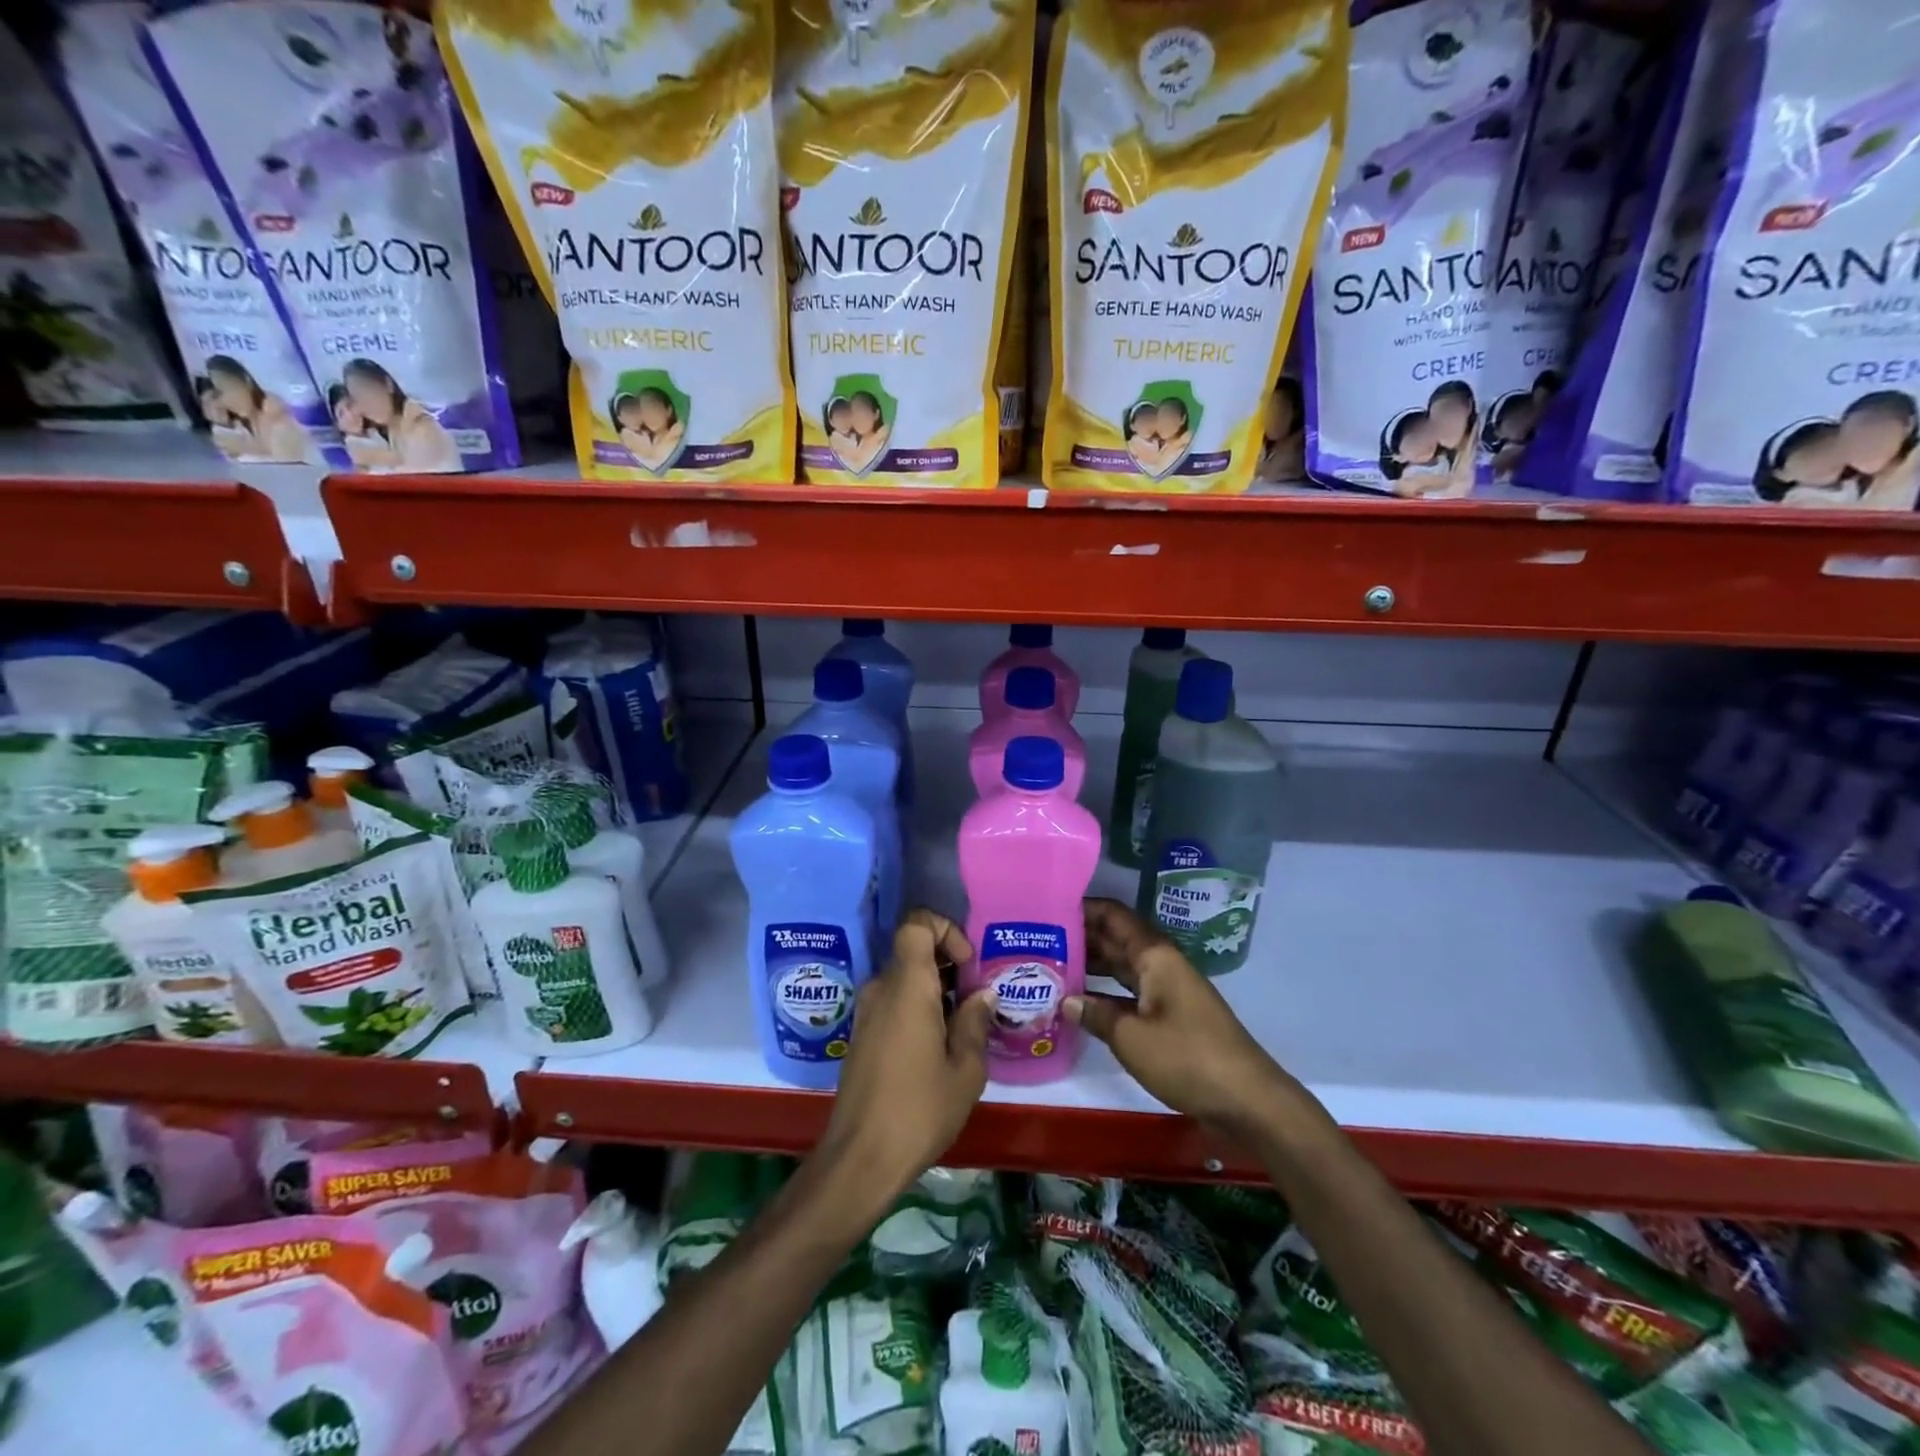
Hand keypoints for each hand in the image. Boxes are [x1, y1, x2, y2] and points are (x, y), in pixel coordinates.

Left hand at [814, 910, 996, 1202]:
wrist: (860, 1159)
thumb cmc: (919, 1110)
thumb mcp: (965, 1071)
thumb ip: (974, 1023)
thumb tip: (981, 995)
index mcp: (907, 986)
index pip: (916, 924)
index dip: (945, 929)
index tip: (968, 965)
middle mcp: (881, 989)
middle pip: (913, 952)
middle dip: (948, 966)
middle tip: (976, 1002)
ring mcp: (866, 1013)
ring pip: (904, 980)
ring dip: (934, 992)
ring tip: (963, 1030)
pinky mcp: (861, 1036)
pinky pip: (893, 1003)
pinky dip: (917, 1010)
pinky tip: (937, 1049)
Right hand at [1068, 898, 1310, 1136]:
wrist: (1247, 1100)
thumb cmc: (1187, 1058)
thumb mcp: (1132, 1037)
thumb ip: (1096, 1014)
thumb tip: (1066, 999)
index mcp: (1154, 955)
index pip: (1113, 916)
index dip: (1082, 908)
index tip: (1045, 908)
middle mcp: (1159, 964)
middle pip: (1114, 939)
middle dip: (1078, 937)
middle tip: (1036, 941)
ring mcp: (1166, 990)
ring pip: (1120, 967)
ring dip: (1089, 966)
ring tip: (1047, 968)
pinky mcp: (1169, 1017)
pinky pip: (1129, 993)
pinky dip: (1104, 994)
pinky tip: (1077, 1004)